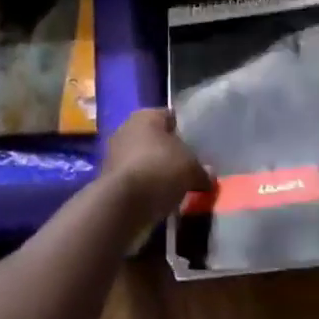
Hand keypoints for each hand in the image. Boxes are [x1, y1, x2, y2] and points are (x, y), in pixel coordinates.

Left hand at [103, 109, 213, 226]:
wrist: (124, 203)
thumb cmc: (161, 169)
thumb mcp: (192, 169)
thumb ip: (202, 170)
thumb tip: (209, 174)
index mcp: (146, 115)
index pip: (170, 117)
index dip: (183, 130)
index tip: (195, 146)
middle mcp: (127, 127)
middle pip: (154, 138)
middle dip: (168, 152)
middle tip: (186, 168)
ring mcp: (114, 152)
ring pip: (142, 158)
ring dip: (155, 170)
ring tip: (174, 187)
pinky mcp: (108, 177)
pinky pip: (134, 178)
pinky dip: (144, 186)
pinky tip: (158, 198)